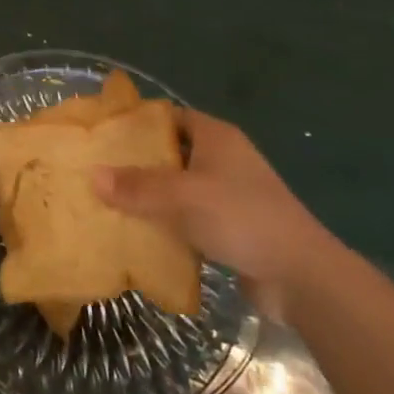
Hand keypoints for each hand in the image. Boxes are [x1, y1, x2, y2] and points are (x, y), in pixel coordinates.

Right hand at [95, 107, 337, 319]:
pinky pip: (188, 217)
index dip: (136, 122)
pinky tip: (138, 233)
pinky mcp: (231, 227)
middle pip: (170, 152)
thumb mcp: (183, 197)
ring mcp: (229, 194)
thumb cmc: (241, 218)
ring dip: (150, 196)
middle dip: (136, 162)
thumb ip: (137, 186)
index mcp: (216, 136)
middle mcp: (223, 158)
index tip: (103, 133)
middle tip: (98, 169)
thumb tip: (92, 175)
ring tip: (109, 202)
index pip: (168, 117)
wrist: (302, 277)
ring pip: (178, 187)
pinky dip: (167, 222)